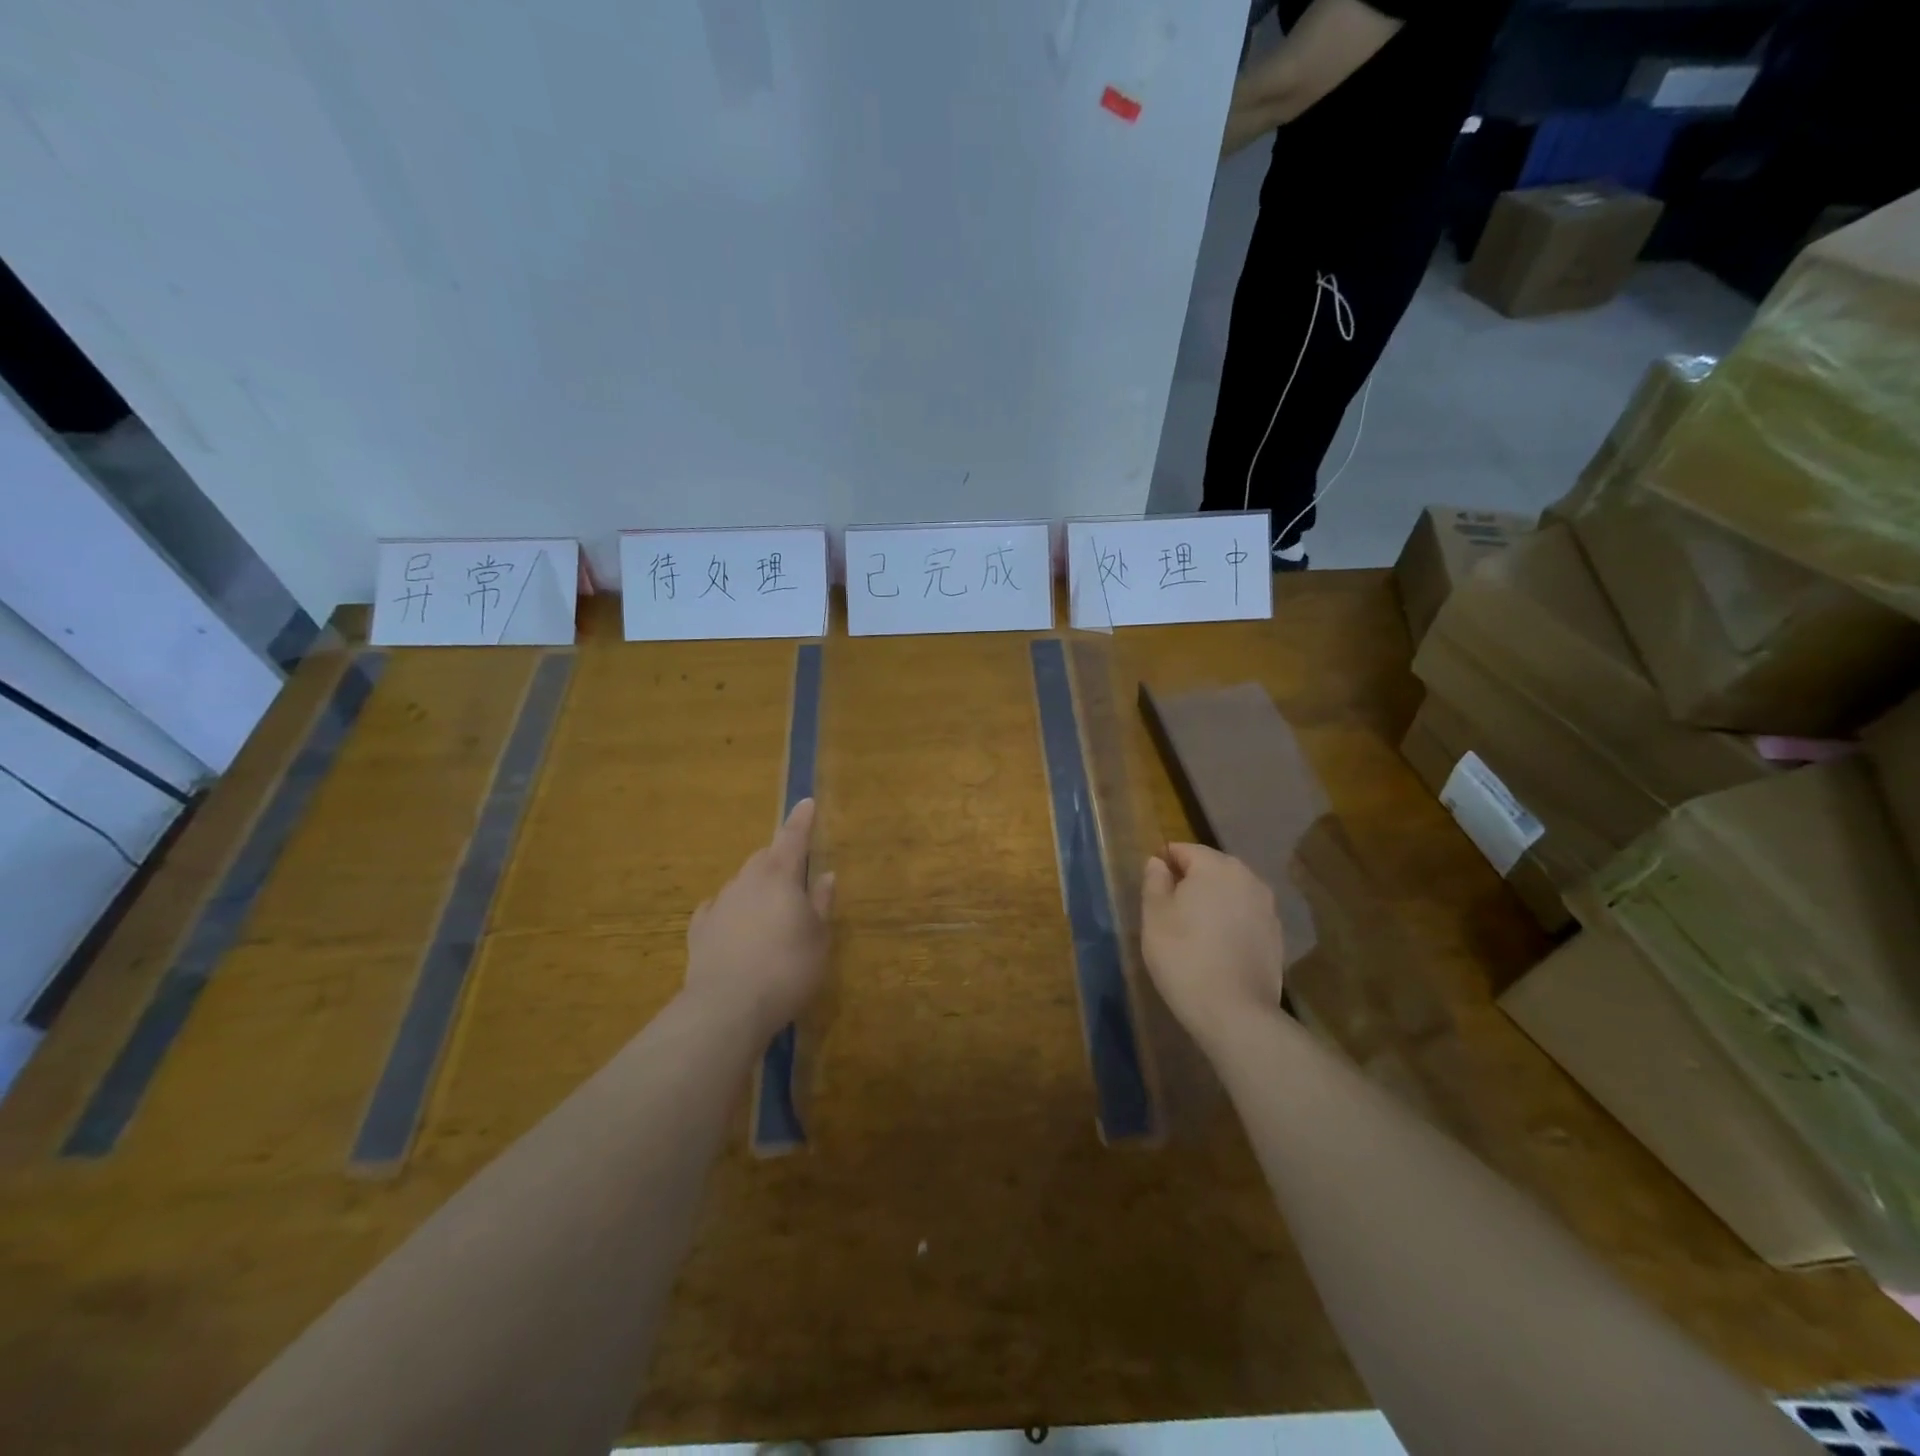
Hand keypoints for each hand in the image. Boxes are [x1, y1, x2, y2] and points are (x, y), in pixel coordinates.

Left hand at [685, 799, 835, 1040]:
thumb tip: (826, 874)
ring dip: (756, 886)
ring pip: (741, 882)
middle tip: (793, 872)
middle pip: (764, 857)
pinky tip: (733, 924)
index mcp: (780, 876)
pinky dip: (730, 910)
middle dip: (779, 857)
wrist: (727, 1006)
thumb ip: (821, 902)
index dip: (801, 820)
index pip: (793, 837)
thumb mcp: (818, 937)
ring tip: (768, 909)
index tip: (806, 801)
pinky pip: (718, 909)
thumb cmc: (787, 968)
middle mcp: (747, 881)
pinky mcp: (699, 930)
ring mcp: (719, 903)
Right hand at [1140, 843, 1285, 1047]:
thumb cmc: (1184, 956)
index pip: (1184, 850)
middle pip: (1211, 868)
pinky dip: (1230, 922)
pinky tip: (1216, 947)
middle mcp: (1247, 877)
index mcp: (1215, 866)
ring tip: (1193, 930)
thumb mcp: (1154, 917)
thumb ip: (1155, 882)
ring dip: (1212, 902)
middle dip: (1190, 881)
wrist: (1234, 1012)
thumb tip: (1158, 862)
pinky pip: (1245, 915)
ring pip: (1230, 892)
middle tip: (1169, 911)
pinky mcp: (1276, 935)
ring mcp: (1267, 907)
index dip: (1164, 864)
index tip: (1152, 889)